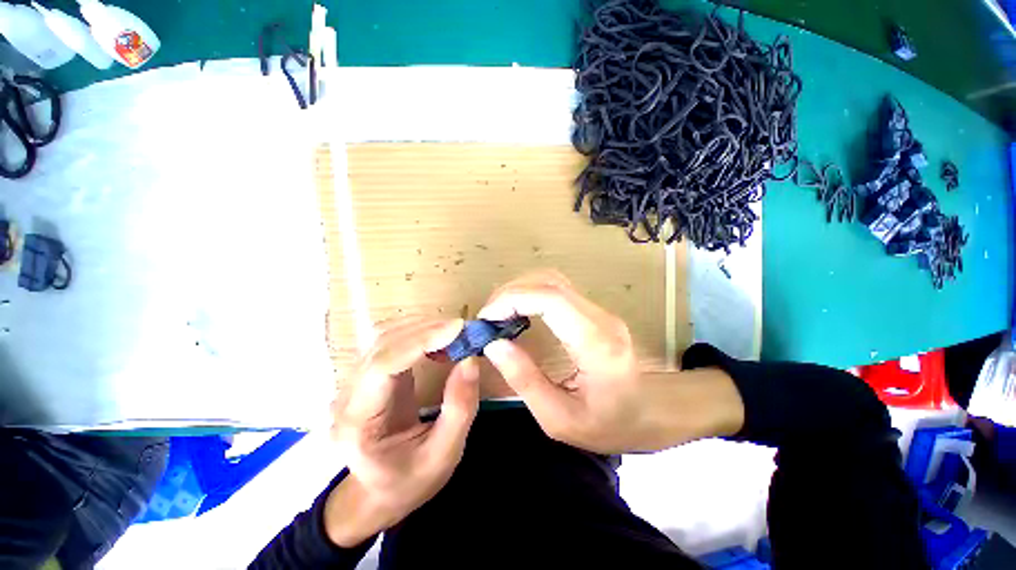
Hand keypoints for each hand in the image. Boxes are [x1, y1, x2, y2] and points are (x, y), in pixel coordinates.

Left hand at [324, 317, 479, 546]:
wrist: (380, 492)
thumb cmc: (410, 480)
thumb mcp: (443, 455)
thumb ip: (459, 409)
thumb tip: (471, 360)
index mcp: (358, 422)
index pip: (383, 365)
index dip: (420, 341)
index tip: (457, 329)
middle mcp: (348, 396)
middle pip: (384, 344)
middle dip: (427, 330)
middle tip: (464, 329)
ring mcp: (356, 382)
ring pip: (386, 337)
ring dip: (424, 328)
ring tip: (456, 333)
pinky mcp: (370, 375)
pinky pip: (393, 342)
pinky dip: (420, 334)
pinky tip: (440, 340)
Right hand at [479, 271, 743, 453]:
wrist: (653, 412)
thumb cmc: (611, 424)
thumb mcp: (561, 419)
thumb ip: (525, 381)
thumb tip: (494, 345)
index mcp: (595, 343)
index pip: (550, 298)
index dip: (513, 299)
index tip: (486, 319)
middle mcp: (599, 317)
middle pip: (549, 282)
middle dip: (511, 293)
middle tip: (487, 318)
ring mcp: (599, 310)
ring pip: (552, 280)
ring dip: (520, 291)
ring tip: (498, 315)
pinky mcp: (593, 311)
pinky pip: (557, 290)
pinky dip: (531, 295)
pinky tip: (519, 314)